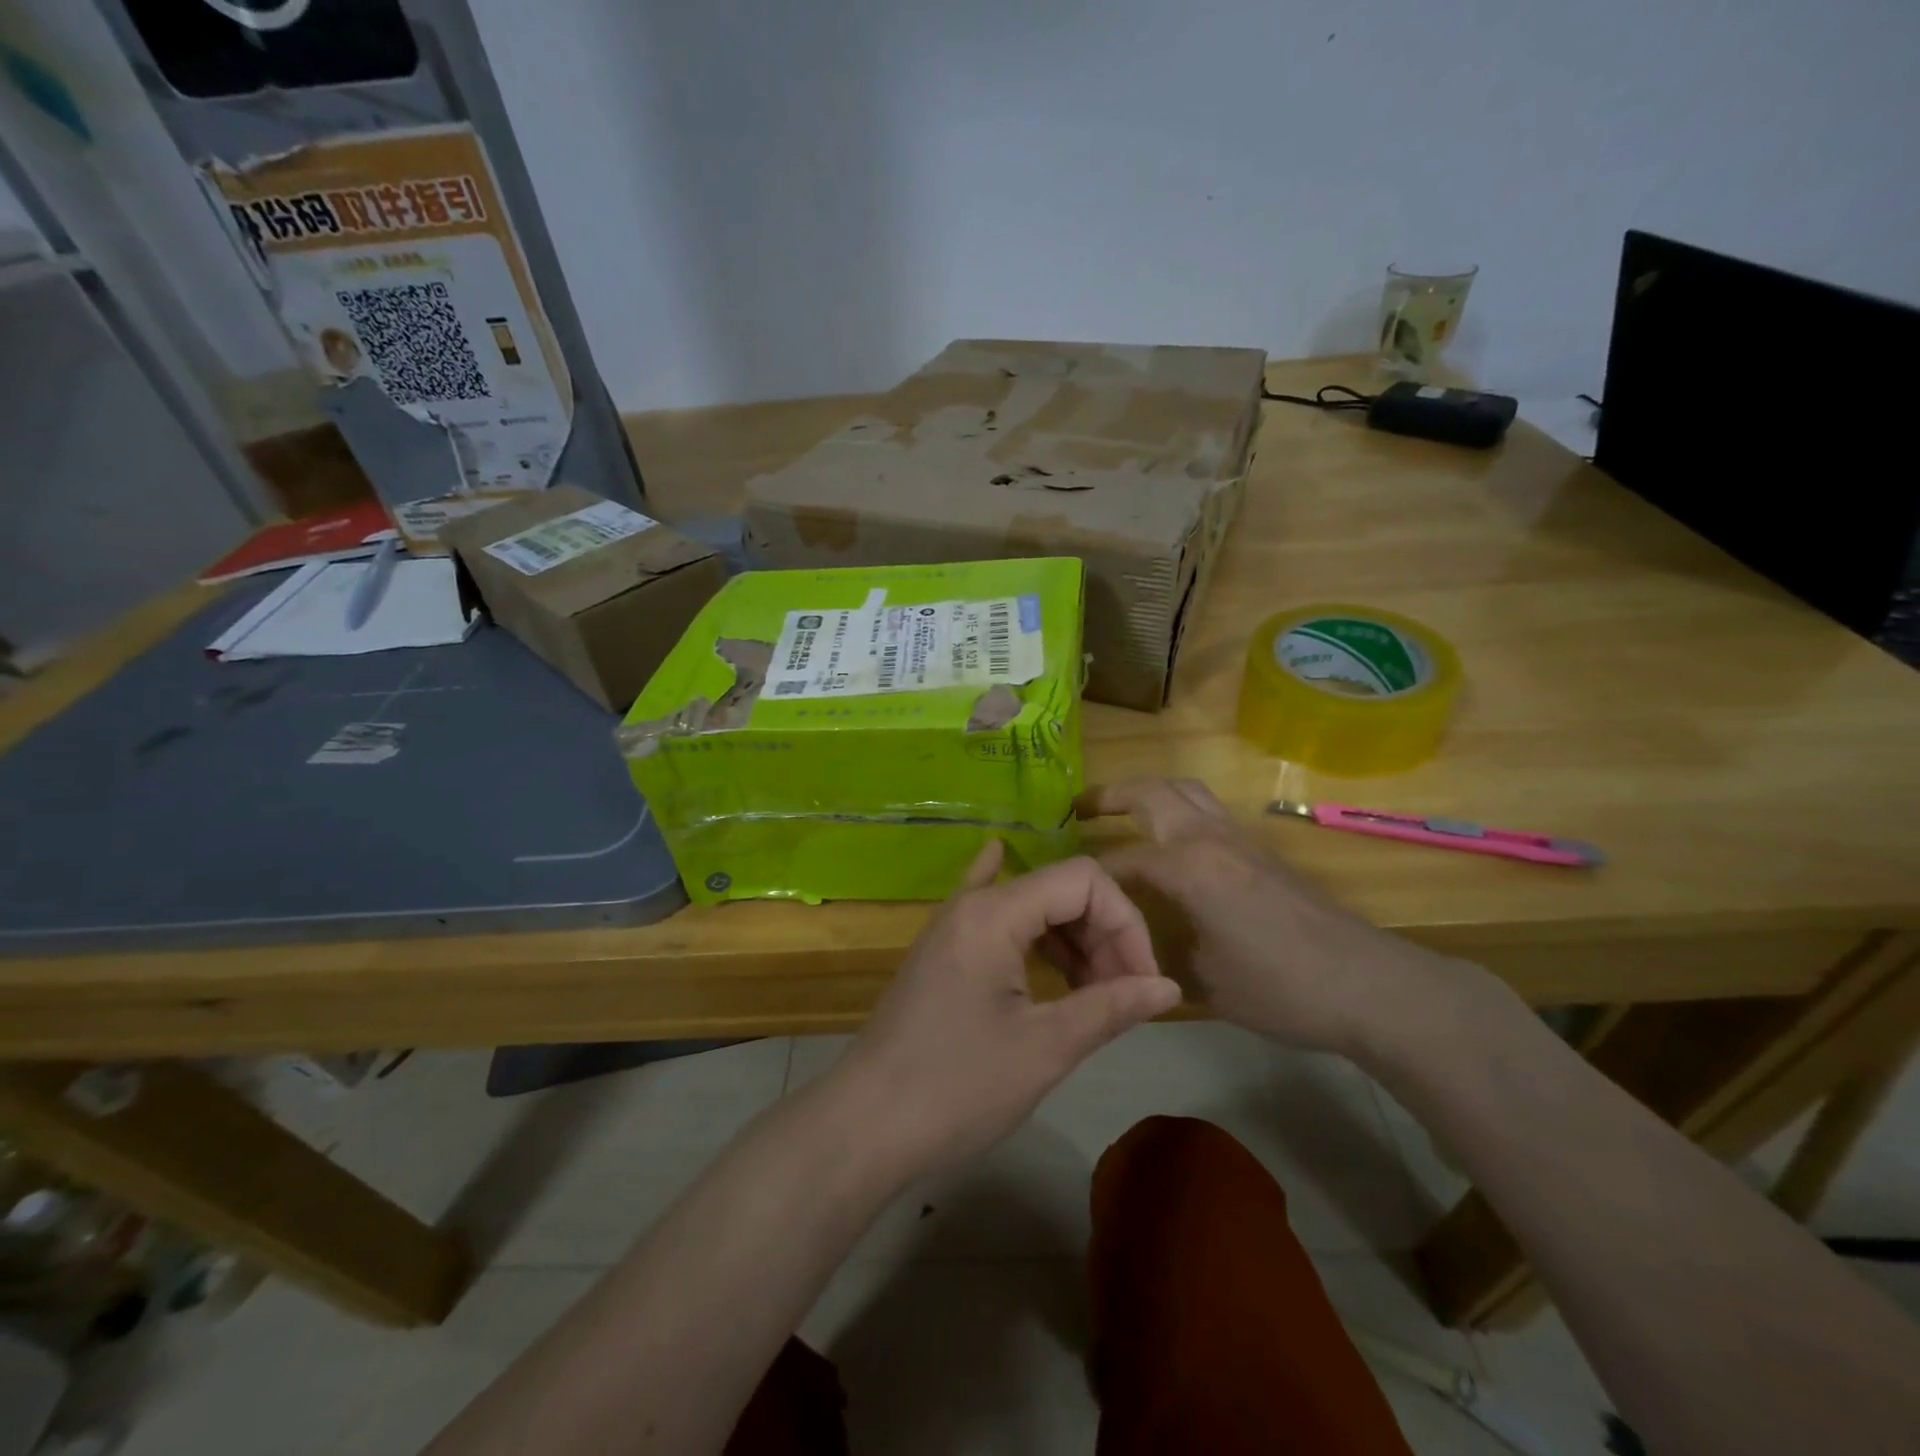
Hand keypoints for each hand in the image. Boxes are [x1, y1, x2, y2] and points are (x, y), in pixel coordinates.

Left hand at [828, 842, 1182, 1179]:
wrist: (865, 1125)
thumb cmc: (957, 1087)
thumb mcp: (1044, 1048)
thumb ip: (1110, 1007)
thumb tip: (1170, 988)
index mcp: (995, 912)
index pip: (1084, 881)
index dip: (1127, 923)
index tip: (1144, 983)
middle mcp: (972, 903)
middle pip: (1059, 889)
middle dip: (1104, 933)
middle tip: (1123, 996)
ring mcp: (952, 926)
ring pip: (1031, 906)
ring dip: (1073, 939)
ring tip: (1094, 992)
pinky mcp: (943, 952)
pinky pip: (992, 915)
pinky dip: (1025, 919)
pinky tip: (1026, 898)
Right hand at [1082, 778, 1475, 1059]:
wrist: (1367, 984)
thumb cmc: (1280, 987)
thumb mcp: (1204, 981)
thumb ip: (1158, 954)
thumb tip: (1128, 950)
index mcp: (1189, 868)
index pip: (1122, 861)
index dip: (1090, 876)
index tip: (1067, 890)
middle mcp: (1210, 839)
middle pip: (1153, 792)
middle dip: (1110, 795)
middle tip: (1079, 809)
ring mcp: (1240, 839)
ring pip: (1186, 791)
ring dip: (1149, 793)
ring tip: (1122, 811)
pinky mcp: (1262, 850)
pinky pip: (1207, 811)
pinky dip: (1178, 810)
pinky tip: (1172, 844)